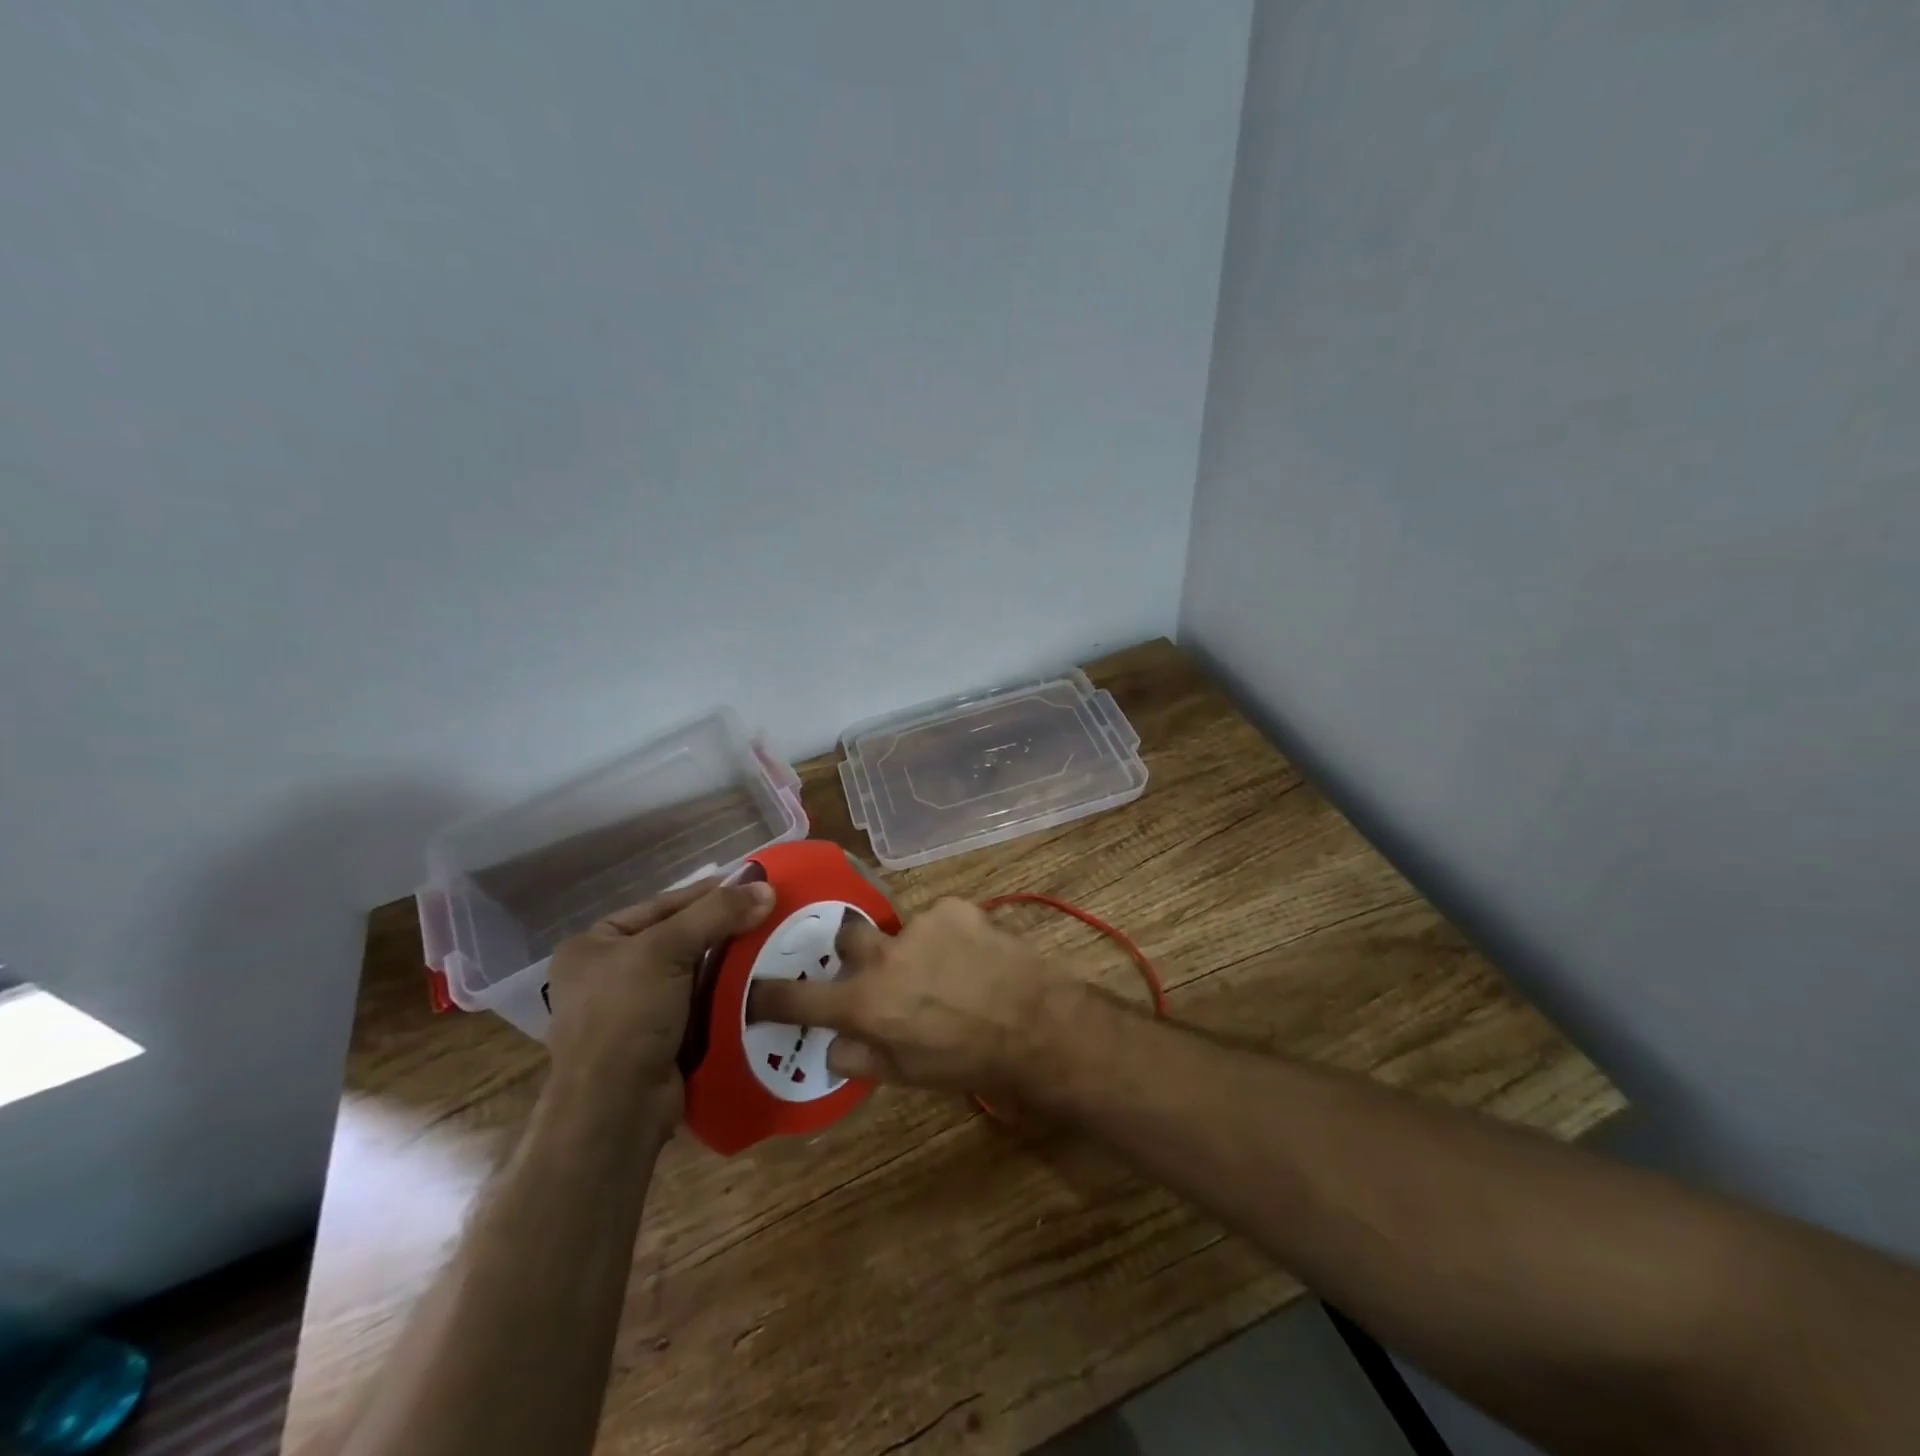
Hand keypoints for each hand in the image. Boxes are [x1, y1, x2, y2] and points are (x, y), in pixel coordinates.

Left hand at [546, 878, 774, 1113]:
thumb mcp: (666, 951)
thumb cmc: (625, 1017)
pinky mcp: (658, 1039)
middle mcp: (608, 973)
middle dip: (724, 929)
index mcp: (594, 944)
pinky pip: (700, 1004)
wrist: (615, 1110)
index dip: (710, 892)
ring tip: (774, 945)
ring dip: (730, 963)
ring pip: (694, 972)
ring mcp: (633, 1010)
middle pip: (680, 937)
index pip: (663, 904)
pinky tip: (760, 984)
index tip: (755, 884)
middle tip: (770, 915)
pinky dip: (727, 994)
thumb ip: (716, 914)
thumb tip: (766, 889)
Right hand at [744, 897, 1070, 1094]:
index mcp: (865, 1004)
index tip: (756, 989)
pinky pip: (938, 918)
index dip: (770, 995)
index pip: (798, 997)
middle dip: (855, 951)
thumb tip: (832, 1043)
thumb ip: (860, 1057)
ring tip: (947, 971)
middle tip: (882, 970)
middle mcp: (883, 957)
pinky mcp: (954, 907)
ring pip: (900, 929)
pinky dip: (947, 935)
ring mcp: (919, 925)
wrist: (1035, 1024)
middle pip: (846, 937)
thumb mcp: (907, 1076)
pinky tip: (972, 955)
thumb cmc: (968, 1061)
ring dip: (912, 948)